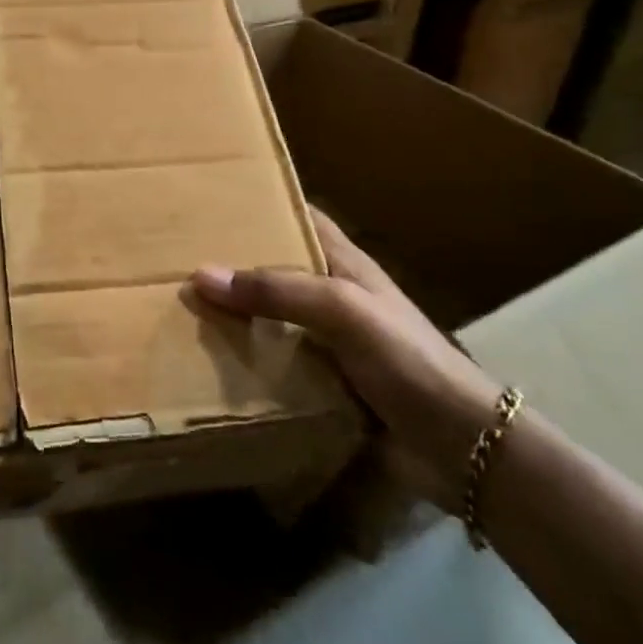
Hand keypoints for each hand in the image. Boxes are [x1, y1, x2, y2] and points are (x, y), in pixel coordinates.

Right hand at [190, 206, 499, 510]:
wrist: (460, 445)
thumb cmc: (405, 358)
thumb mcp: (341, 309)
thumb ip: (277, 291)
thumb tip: (202, 275)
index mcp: (344, 263)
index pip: (300, 217)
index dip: (263, 203)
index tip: (214, 199)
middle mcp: (334, 295)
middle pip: (279, 267)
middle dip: (237, 261)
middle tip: (182, 256)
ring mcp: (331, 341)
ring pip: (274, 316)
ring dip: (238, 314)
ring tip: (184, 306)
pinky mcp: (326, 382)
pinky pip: (277, 361)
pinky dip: (249, 358)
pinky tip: (213, 361)